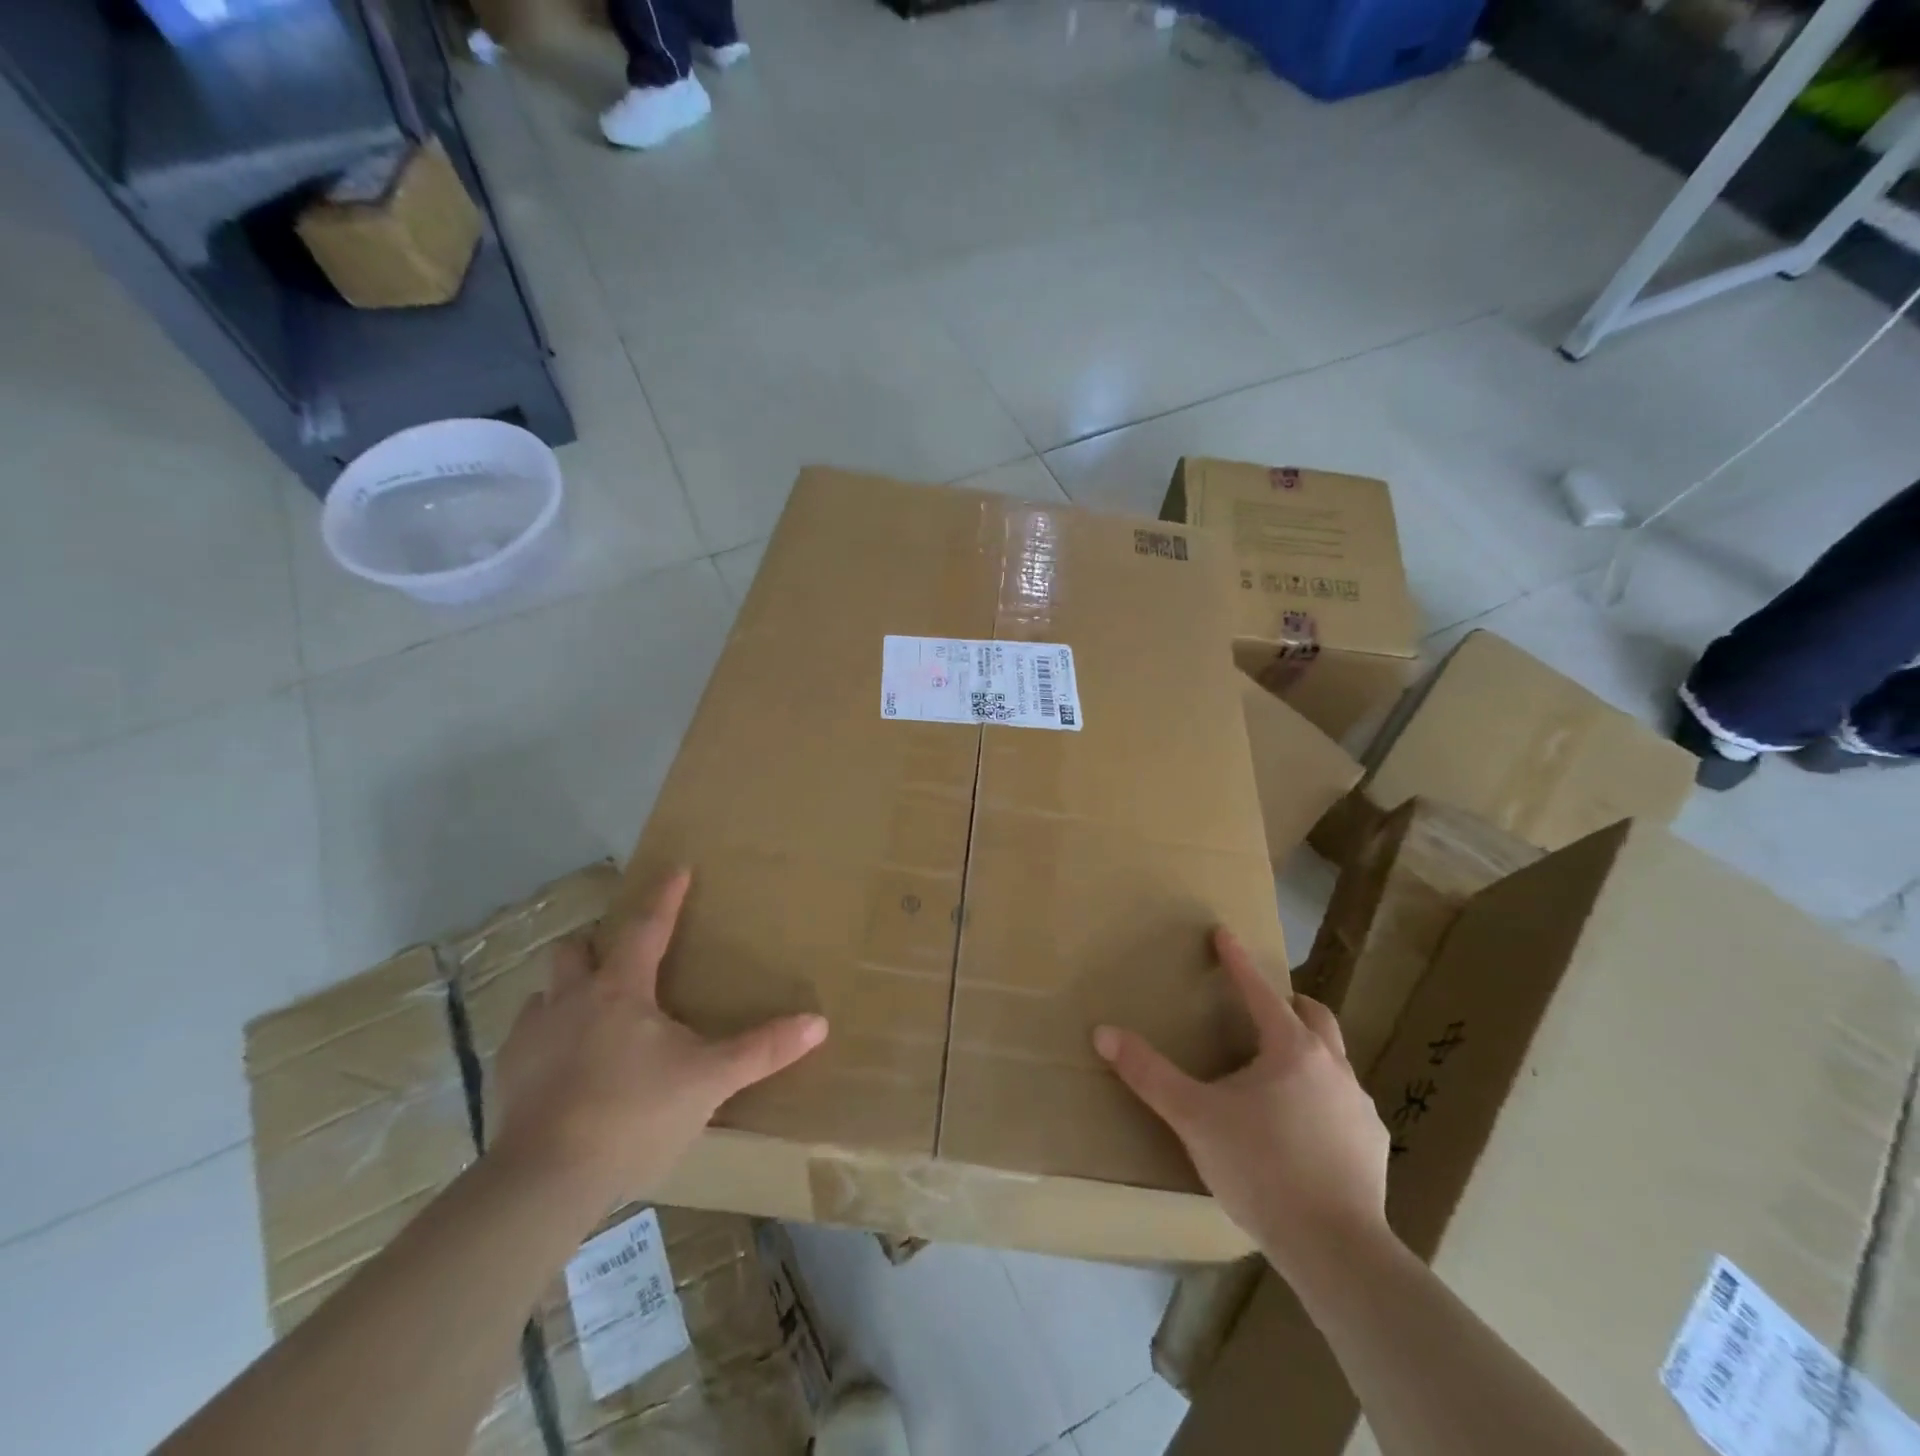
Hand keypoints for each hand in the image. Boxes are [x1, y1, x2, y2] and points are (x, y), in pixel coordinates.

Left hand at [494, 869, 827, 1211]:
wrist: (545, 1183)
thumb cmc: (634, 1115)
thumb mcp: (710, 1081)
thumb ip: (762, 1050)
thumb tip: (819, 1022)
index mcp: (621, 990)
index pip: (646, 926)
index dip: (665, 896)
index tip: (676, 868)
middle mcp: (570, 1000)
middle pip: (575, 950)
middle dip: (596, 942)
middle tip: (619, 955)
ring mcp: (531, 1038)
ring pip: (544, 993)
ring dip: (566, 993)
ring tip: (588, 1015)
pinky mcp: (506, 1077)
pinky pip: (524, 1039)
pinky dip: (545, 1039)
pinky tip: (561, 1067)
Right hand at [1094, 929, 1389, 1280]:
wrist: (1336, 1248)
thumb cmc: (1261, 1168)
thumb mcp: (1194, 1118)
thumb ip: (1149, 1074)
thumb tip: (1104, 1033)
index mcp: (1290, 1049)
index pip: (1259, 990)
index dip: (1237, 960)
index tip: (1223, 933)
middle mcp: (1332, 1066)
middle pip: (1314, 1015)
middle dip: (1288, 1002)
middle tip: (1264, 1007)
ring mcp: (1358, 1105)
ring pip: (1335, 1059)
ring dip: (1309, 1052)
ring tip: (1281, 1073)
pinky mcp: (1373, 1143)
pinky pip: (1346, 1105)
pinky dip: (1325, 1099)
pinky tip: (1308, 1129)